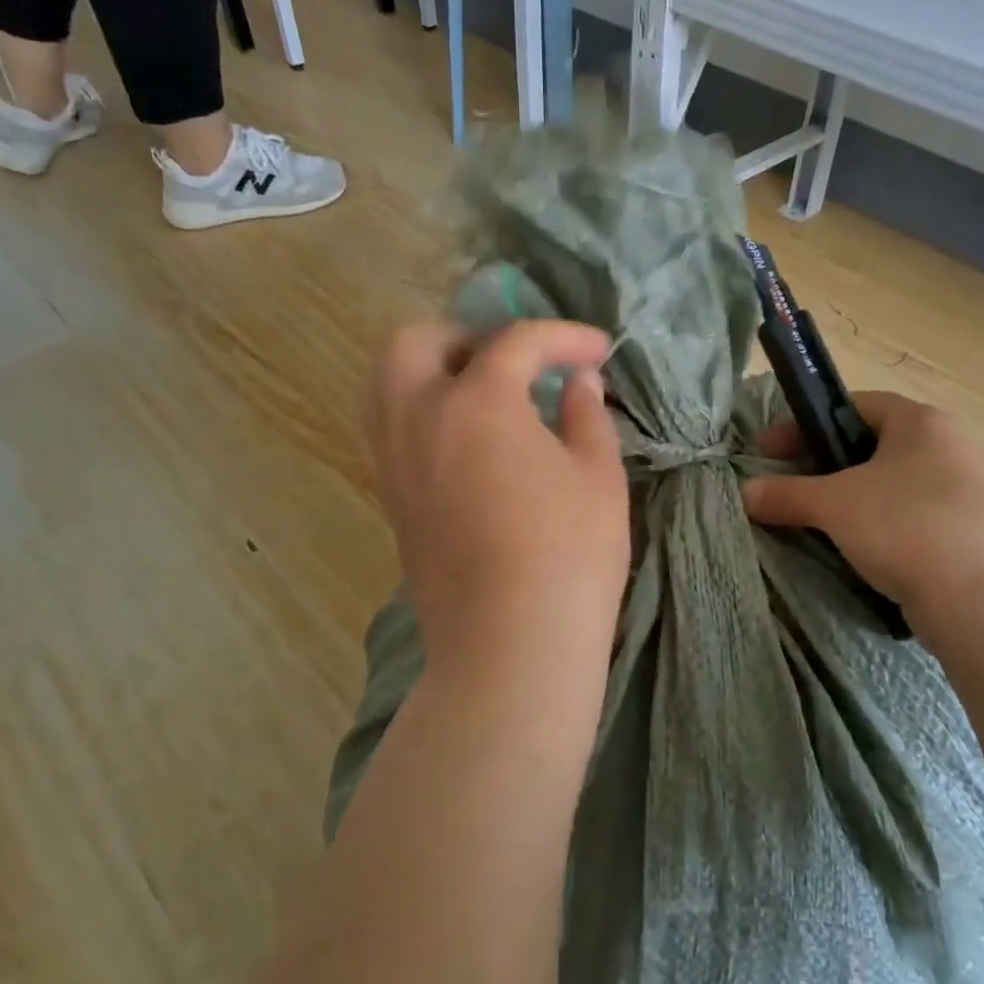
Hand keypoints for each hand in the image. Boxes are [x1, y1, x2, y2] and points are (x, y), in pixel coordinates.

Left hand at [368, 319, 629, 684]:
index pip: (515, 343)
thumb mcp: (598, 475)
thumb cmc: (568, 555)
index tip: (598, 352)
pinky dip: (420, 412)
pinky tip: (466, 442)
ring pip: (386, 384)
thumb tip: (579, 383)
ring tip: (484, 395)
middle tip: (515, 363)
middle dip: (468, 336)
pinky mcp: (391, 500)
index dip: (563, 338)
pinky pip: (389, 429)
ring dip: (432, 370)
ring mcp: (395, 461)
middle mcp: (419, 419)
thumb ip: (586, 414)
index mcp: (476, 403)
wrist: (509, 646)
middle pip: (416, 343)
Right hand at [741, 392, 983, 624]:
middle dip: (827, 465)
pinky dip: (882, 528)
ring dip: (854, 500)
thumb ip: (787, 493)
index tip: (770, 452)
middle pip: (873, 446)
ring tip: (820, 524)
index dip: (805, 425)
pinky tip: (862, 552)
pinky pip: (914, 519)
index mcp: (921, 422)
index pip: (854, 405)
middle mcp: (951, 447)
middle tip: (791, 489)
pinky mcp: (975, 534)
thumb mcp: (834, 505)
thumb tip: (745, 492)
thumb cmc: (906, 527)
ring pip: (894, 486)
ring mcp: (970, 491)